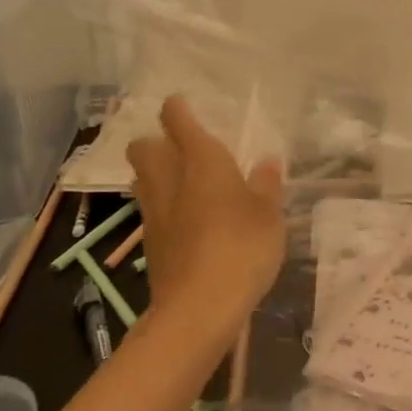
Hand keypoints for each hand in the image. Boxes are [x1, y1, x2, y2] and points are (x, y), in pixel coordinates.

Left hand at [126, 96, 285, 328]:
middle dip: (155, 142)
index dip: (177, 109)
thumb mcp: (269, 214)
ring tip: (183, 182)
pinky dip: (163, 206)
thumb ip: (266, 185)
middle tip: (180, 149)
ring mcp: (154, 213)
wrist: (200, 306)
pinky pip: (151, 210)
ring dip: (155, 173)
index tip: (180, 103)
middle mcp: (169, 179)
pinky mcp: (150, 243)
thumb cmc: (242, 247)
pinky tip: (186, 220)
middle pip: (144, 148)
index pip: (178, 121)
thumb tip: (267, 161)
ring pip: (142, 179)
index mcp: (201, 161)